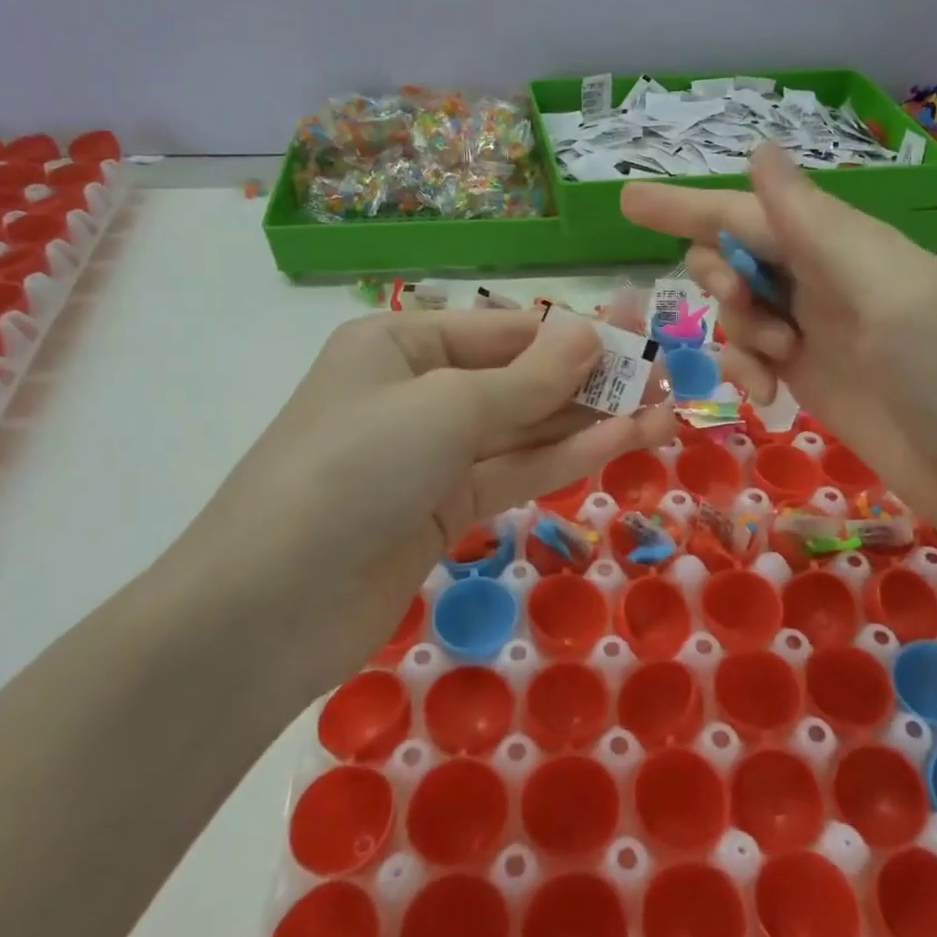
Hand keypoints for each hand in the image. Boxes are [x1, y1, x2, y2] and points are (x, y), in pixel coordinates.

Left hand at [169, 309, 673, 675]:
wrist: (270, 607)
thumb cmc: (353, 469)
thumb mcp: (446, 408)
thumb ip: (527, 378)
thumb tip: (592, 333)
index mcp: (399, 344)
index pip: (502, 328)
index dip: (571, 334)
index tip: (639, 338)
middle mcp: (416, 391)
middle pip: (518, 378)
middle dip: (590, 379)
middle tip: (666, 377)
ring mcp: (432, 456)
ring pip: (525, 429)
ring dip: (591, 421)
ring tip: (665, 412)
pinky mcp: (445, 510)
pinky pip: (515, 472)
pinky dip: (567, 458)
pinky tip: (625, 442)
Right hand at [622, 145, 936, 553]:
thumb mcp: (890, 295)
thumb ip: (818, 228)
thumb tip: (761, 151)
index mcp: (847, 246)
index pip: (750, 211)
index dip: (688, 205)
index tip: (626, 201)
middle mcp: (829, 281)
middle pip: (739, 257)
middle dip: (720, 280)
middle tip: (747, 315)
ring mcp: (822, 333)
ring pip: (742, 311)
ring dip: (736, 334)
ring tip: (771, 371)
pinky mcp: (819, 380)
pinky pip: (756, 358)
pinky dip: (746, 372)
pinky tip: (766, 400)